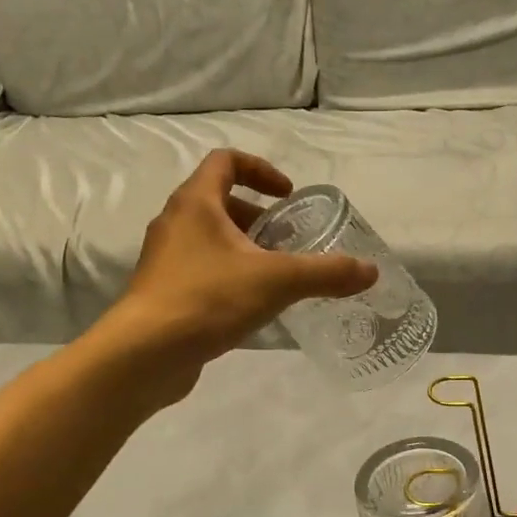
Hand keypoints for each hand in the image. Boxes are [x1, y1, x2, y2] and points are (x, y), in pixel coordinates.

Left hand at [102, 149, 377, 394]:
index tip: (287, 195)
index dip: (261, 170)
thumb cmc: (208, 299)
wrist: (145, 354)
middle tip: (287, 241)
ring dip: (244, 249)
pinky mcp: (163, 292)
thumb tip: (371, 271)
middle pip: (219, 202)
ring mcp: (164, 259)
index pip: (226, 162)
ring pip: (210, 239)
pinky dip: (228, 276)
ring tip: (275, 276)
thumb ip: (326, 273)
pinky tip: (251, 306)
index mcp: (196, 203)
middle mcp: (175, 222)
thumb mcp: (277, 281)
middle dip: (258, 218)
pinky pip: (201, 270)